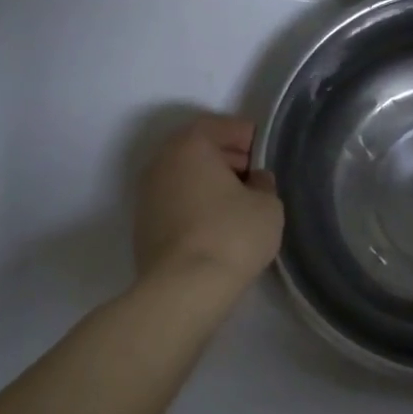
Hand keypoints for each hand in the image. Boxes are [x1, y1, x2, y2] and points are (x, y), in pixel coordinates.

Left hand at [133, 114, 283, 289]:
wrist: (184, 288)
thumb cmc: (232, 234)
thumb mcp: (268, 205)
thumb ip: (264, 184)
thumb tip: (255, 182)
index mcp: (189, 146)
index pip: (217, 125)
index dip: (244, 135)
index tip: (263, 150)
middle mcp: (161, 163)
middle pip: (196, 149)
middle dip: (226, 157)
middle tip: (255, 175)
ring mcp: (147, 196)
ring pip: (184, 177)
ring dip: (210, 183)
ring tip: (240, 204)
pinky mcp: (144, 226)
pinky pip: (176, 202)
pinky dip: (197, 204)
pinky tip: (219, 225)